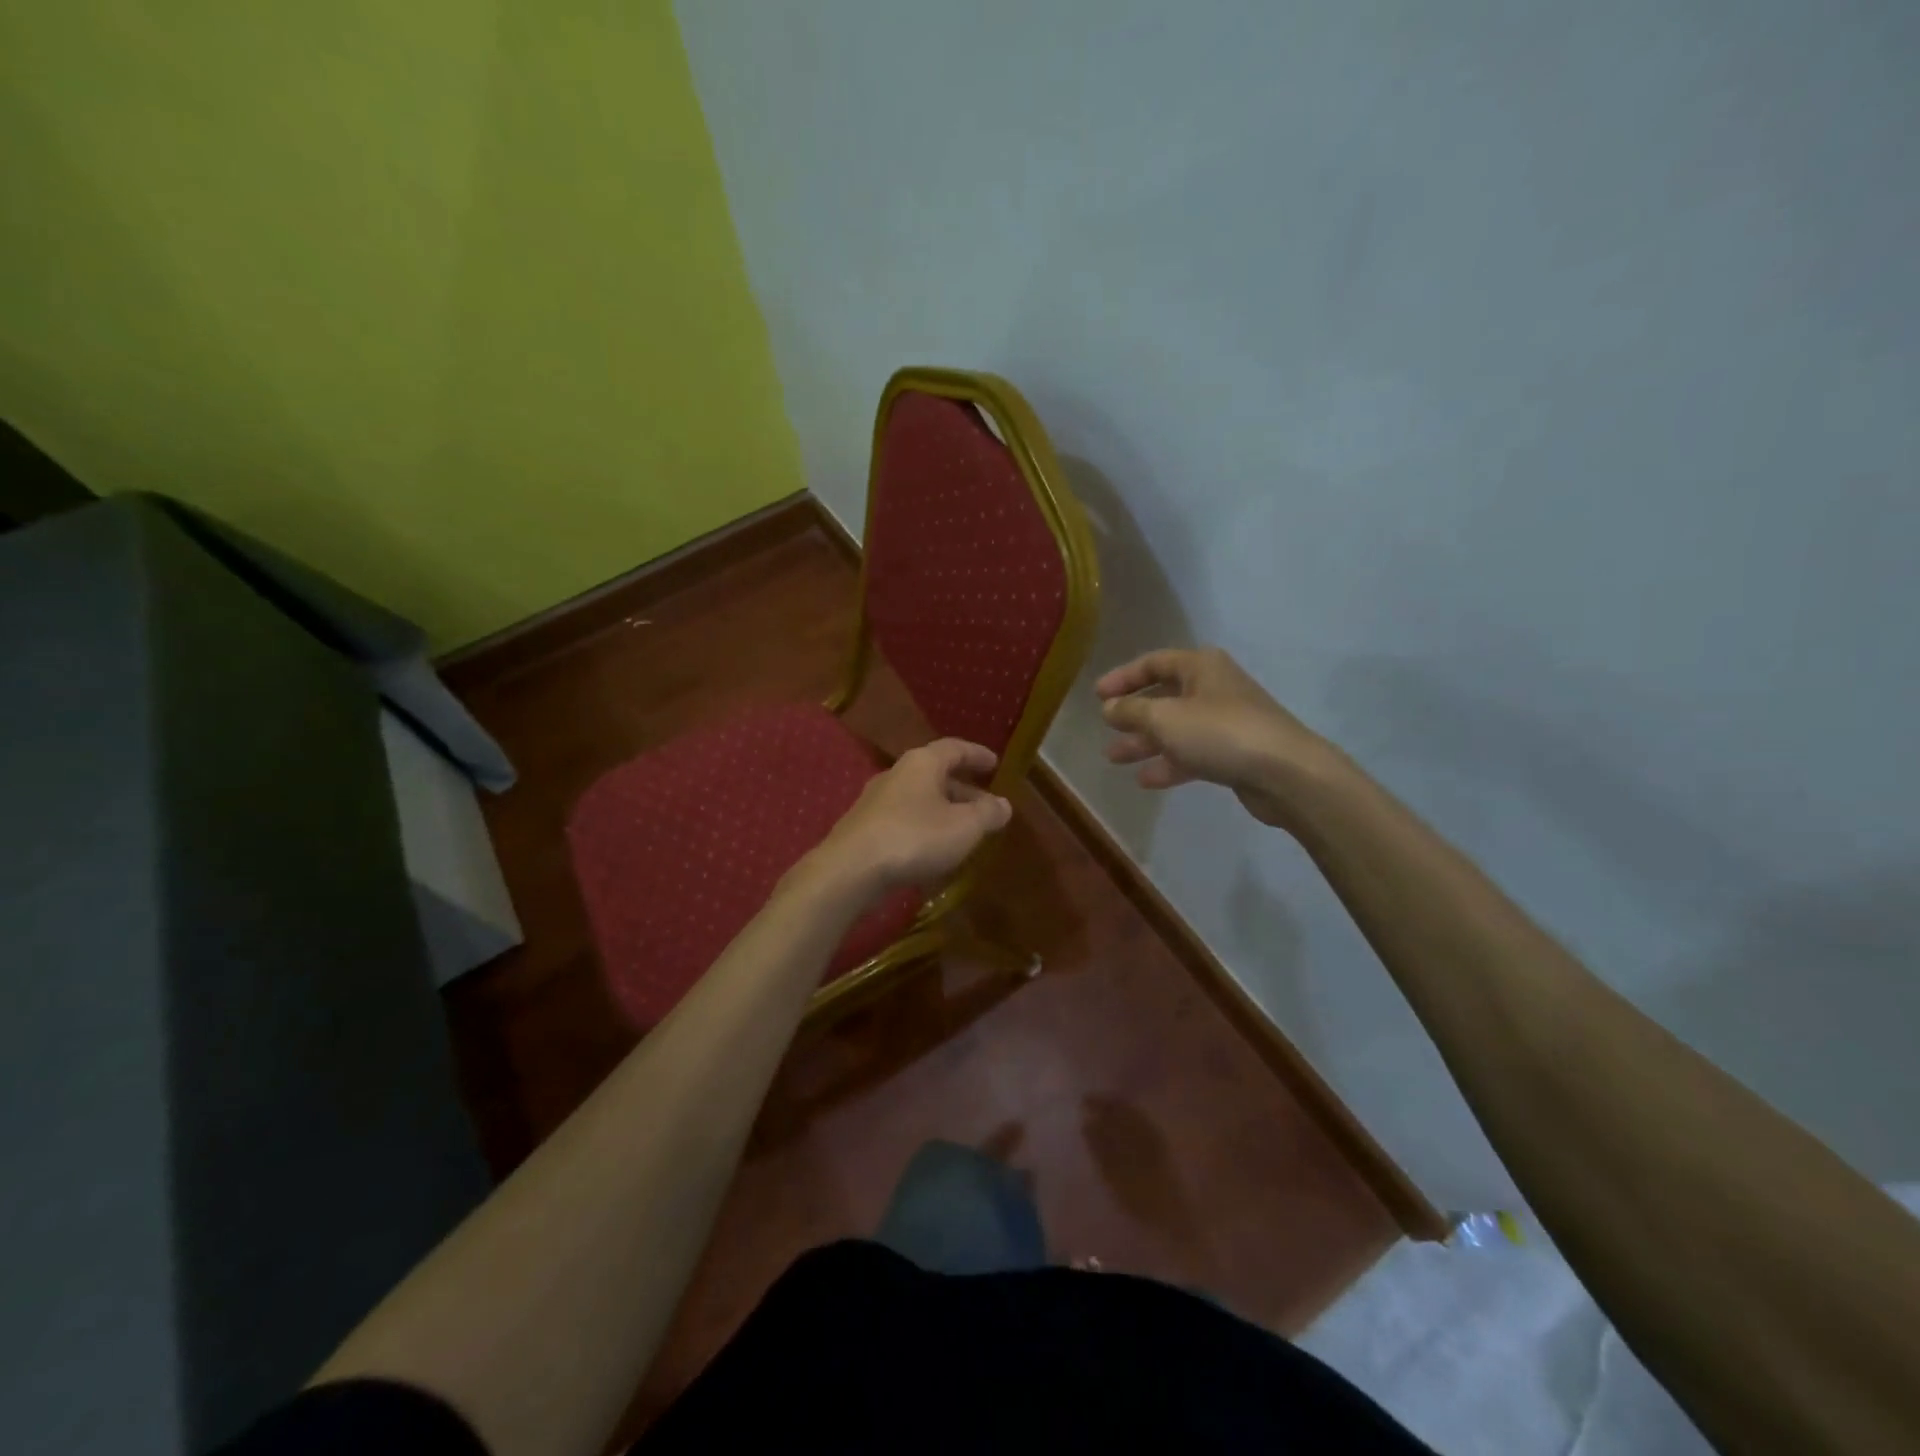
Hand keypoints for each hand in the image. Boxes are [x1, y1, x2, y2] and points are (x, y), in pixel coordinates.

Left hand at [803, 739, 1012, 899]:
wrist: (850, 870)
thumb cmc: (915, 837)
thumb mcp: (964, 827)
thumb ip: (987, 814)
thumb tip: (1004, 804)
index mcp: (922, 762)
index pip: (955, 748)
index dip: (977, 755)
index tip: (995, 763)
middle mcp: (897, 773)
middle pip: (936, 774)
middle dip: (963, 788)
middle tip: (985, 804)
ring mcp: (876, 800)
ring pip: (919, 798)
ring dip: (943, 810)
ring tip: (963, 829)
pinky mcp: (865, 827)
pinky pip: (904, 819)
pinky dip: (924, 827)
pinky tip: (934, 849)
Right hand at [1095, 647, 1335, 829]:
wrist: (1285, 772)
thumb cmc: (1220, 732)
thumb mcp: (1165, 718)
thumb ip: (1131, 711)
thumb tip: (1109, 708)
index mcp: (1200, 667)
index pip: (1153, 663)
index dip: (1123, 678)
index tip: (1097, 696)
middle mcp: (1213, 688)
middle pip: (1164, 697)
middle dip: (1132, 715)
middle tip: (1105, 730)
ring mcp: (1226, 721)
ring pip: (1176, 728)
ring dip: (1145, 742)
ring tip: (1114, 758)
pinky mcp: (1234, 752)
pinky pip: (1193, 753)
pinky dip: (1169, 763)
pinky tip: (1146, 780)